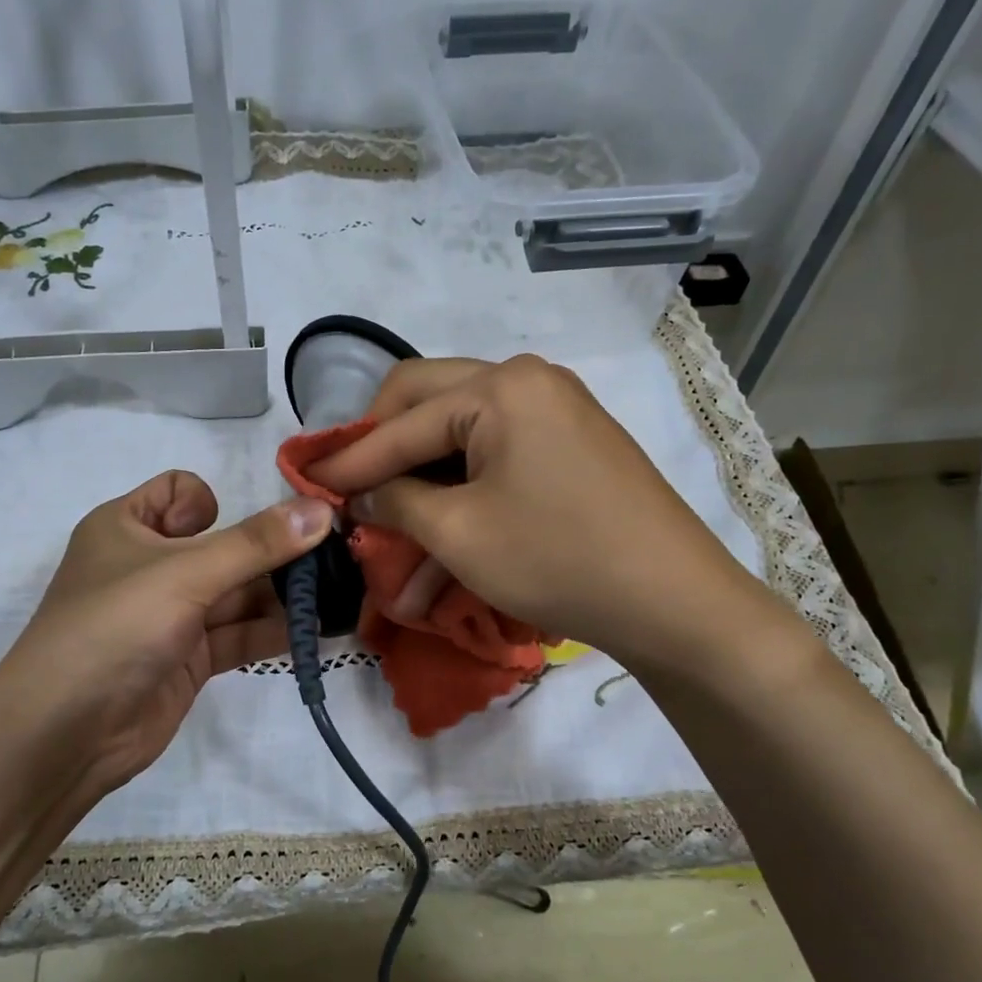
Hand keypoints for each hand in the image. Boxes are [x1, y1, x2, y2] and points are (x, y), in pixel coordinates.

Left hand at [0, 471, 331, 808]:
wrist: (64, 734)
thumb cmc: (114, 627)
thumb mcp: (185, 574)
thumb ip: (256, 544)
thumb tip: (321, 510)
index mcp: (128, 527)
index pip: (178, 493)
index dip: (210, 505)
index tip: (234, 531)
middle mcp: (151, 566)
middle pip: (223, 545)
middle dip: (272, 552)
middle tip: (333, 560)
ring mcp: (171, 615)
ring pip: (236, 593)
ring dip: (282, 595)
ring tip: (338, 596)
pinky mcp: (189, 659)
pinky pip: (239, 634)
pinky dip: (274, 632)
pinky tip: (317, 632)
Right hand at [308, 355, 783, 671]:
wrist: (673, 601)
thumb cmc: (558, 560)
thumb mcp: (459, 534)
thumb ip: (396, 501)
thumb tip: (363, 492)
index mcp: (500, 386)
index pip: (402, 421)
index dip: (350, 459)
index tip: (308, 483)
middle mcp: (528, 380)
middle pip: (428, 401)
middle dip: (383, 447)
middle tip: (350, 485)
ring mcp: (555, 408)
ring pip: (461, 430)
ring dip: (422, 472)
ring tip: (389, 518)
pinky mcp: (570, 441)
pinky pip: (496, 451)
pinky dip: (461, 483)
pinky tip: (440, 521)